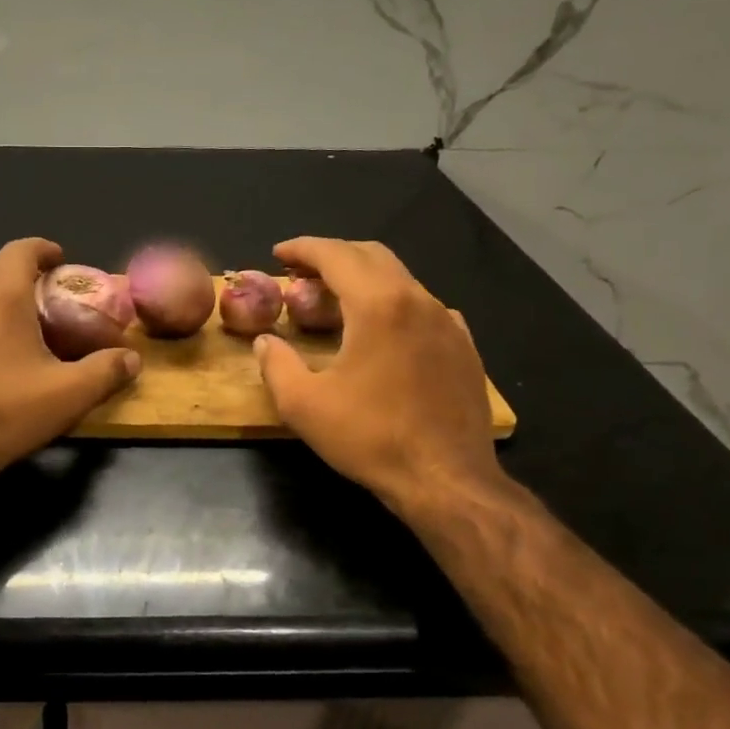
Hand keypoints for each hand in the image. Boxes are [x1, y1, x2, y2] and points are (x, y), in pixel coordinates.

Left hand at [0, 238, 140, 489]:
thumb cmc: (6, 412)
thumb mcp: (68, 395)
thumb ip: (105, 372)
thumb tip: (132, 359)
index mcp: (2, 299)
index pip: (19, 250)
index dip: (42, 248)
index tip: (61, 261)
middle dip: (15, 269)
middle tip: (42, 293)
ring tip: (23, 326)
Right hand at [254, 237, 507, 521]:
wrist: (446, 479)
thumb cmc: (370, 438)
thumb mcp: (303, 405)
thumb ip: (275, 364)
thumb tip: (265, 342)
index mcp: (378, 305)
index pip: (336, 256)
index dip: (303, 249)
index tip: (278, 254)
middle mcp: (418, 300)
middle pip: (371, 256)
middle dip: (332, 256)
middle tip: (301, 273)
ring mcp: (447, 322)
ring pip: (400, 279)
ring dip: (363, 279)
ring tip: (334, 301)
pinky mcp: (464, 347)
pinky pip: (424, 307)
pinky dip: (393, 304)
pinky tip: (381, 330)